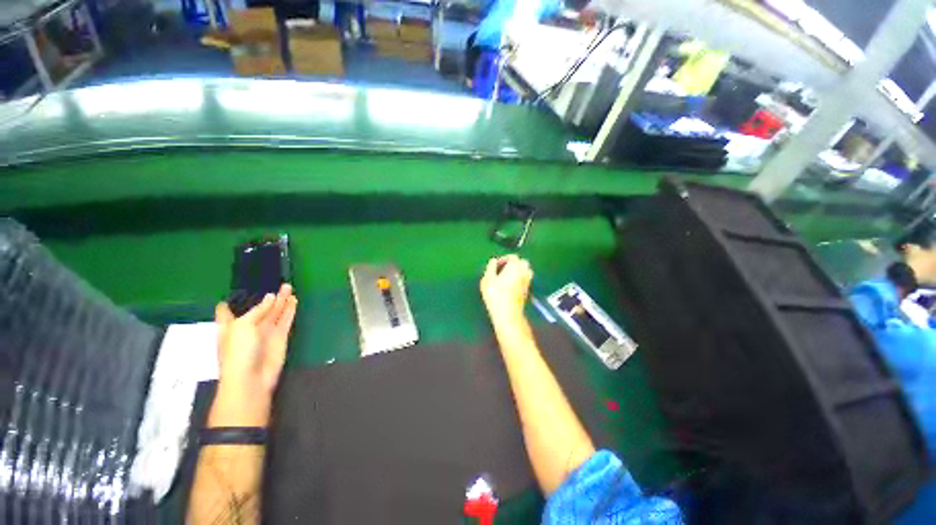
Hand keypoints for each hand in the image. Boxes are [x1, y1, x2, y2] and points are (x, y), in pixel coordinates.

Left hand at [209, 284, 297, 427]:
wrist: (251, 378)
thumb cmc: (237, 352)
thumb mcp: (243, 326)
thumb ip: (259, 310)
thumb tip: (271, 297)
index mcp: (231, 325)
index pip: (227, 311)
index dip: (231, 301)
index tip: (236, 291)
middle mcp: (248, 327)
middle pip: (259, 308)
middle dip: (268, 297)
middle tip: (278, 284)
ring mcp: (266, 332)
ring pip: (276, 312)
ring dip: (282, 300)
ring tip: (289, 287)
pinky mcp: (281, 337)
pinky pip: (286, 320)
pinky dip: (290, 310)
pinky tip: (294, 300)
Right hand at [480, 255, 532, 326]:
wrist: (507, 314)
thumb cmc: (495, 295)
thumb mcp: (487, 279)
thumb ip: (491, 267)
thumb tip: (493, 261)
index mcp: (515, 266)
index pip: (513, 257)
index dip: (503, 259)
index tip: (496, 265)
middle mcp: (524, 272)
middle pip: (522, 262)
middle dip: (513, 264)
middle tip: (502, 269)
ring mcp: (527, 282)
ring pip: (526, 271)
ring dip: (518, 271)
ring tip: (507, 277)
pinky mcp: (527, 291)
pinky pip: (525, 280)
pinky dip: (519, 279)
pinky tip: (510, 286)